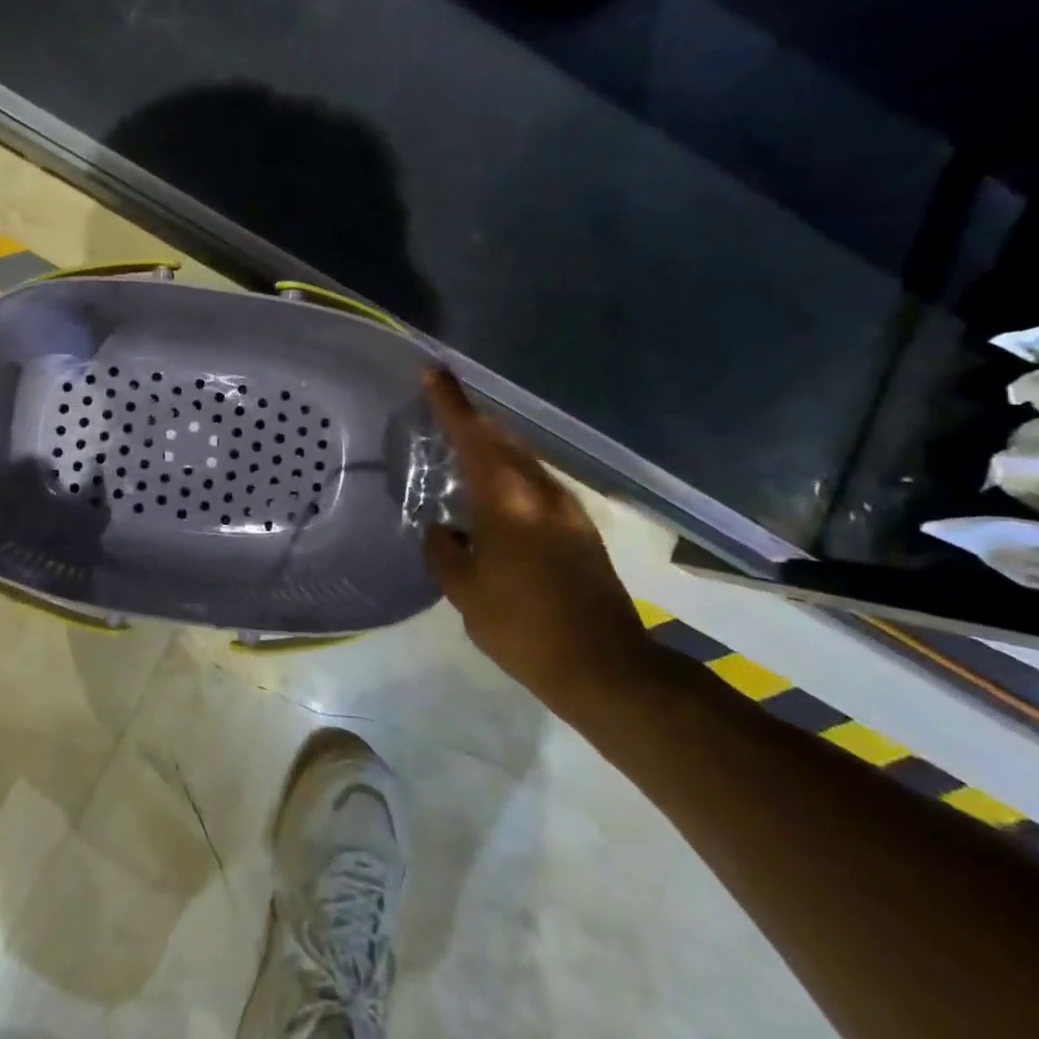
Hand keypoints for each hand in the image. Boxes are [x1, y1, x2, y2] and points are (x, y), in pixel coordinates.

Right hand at [421, 369, 651, 708]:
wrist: (605, 668)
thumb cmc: (522, 626)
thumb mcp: (465, 591)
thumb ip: (445, 552)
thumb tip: (443, 531)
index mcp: (507, 500)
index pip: (472, 436)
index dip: (450, 402)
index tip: (432, 370)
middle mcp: (541, 492)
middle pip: (504, 440)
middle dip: (473, 421)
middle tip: (442, 412)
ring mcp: (567, 510)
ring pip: (523, 462)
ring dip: (494, 450)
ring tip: (464, 455)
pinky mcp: (581, 531)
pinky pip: (536, 485)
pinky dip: (511, 477)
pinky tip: (496, 501)